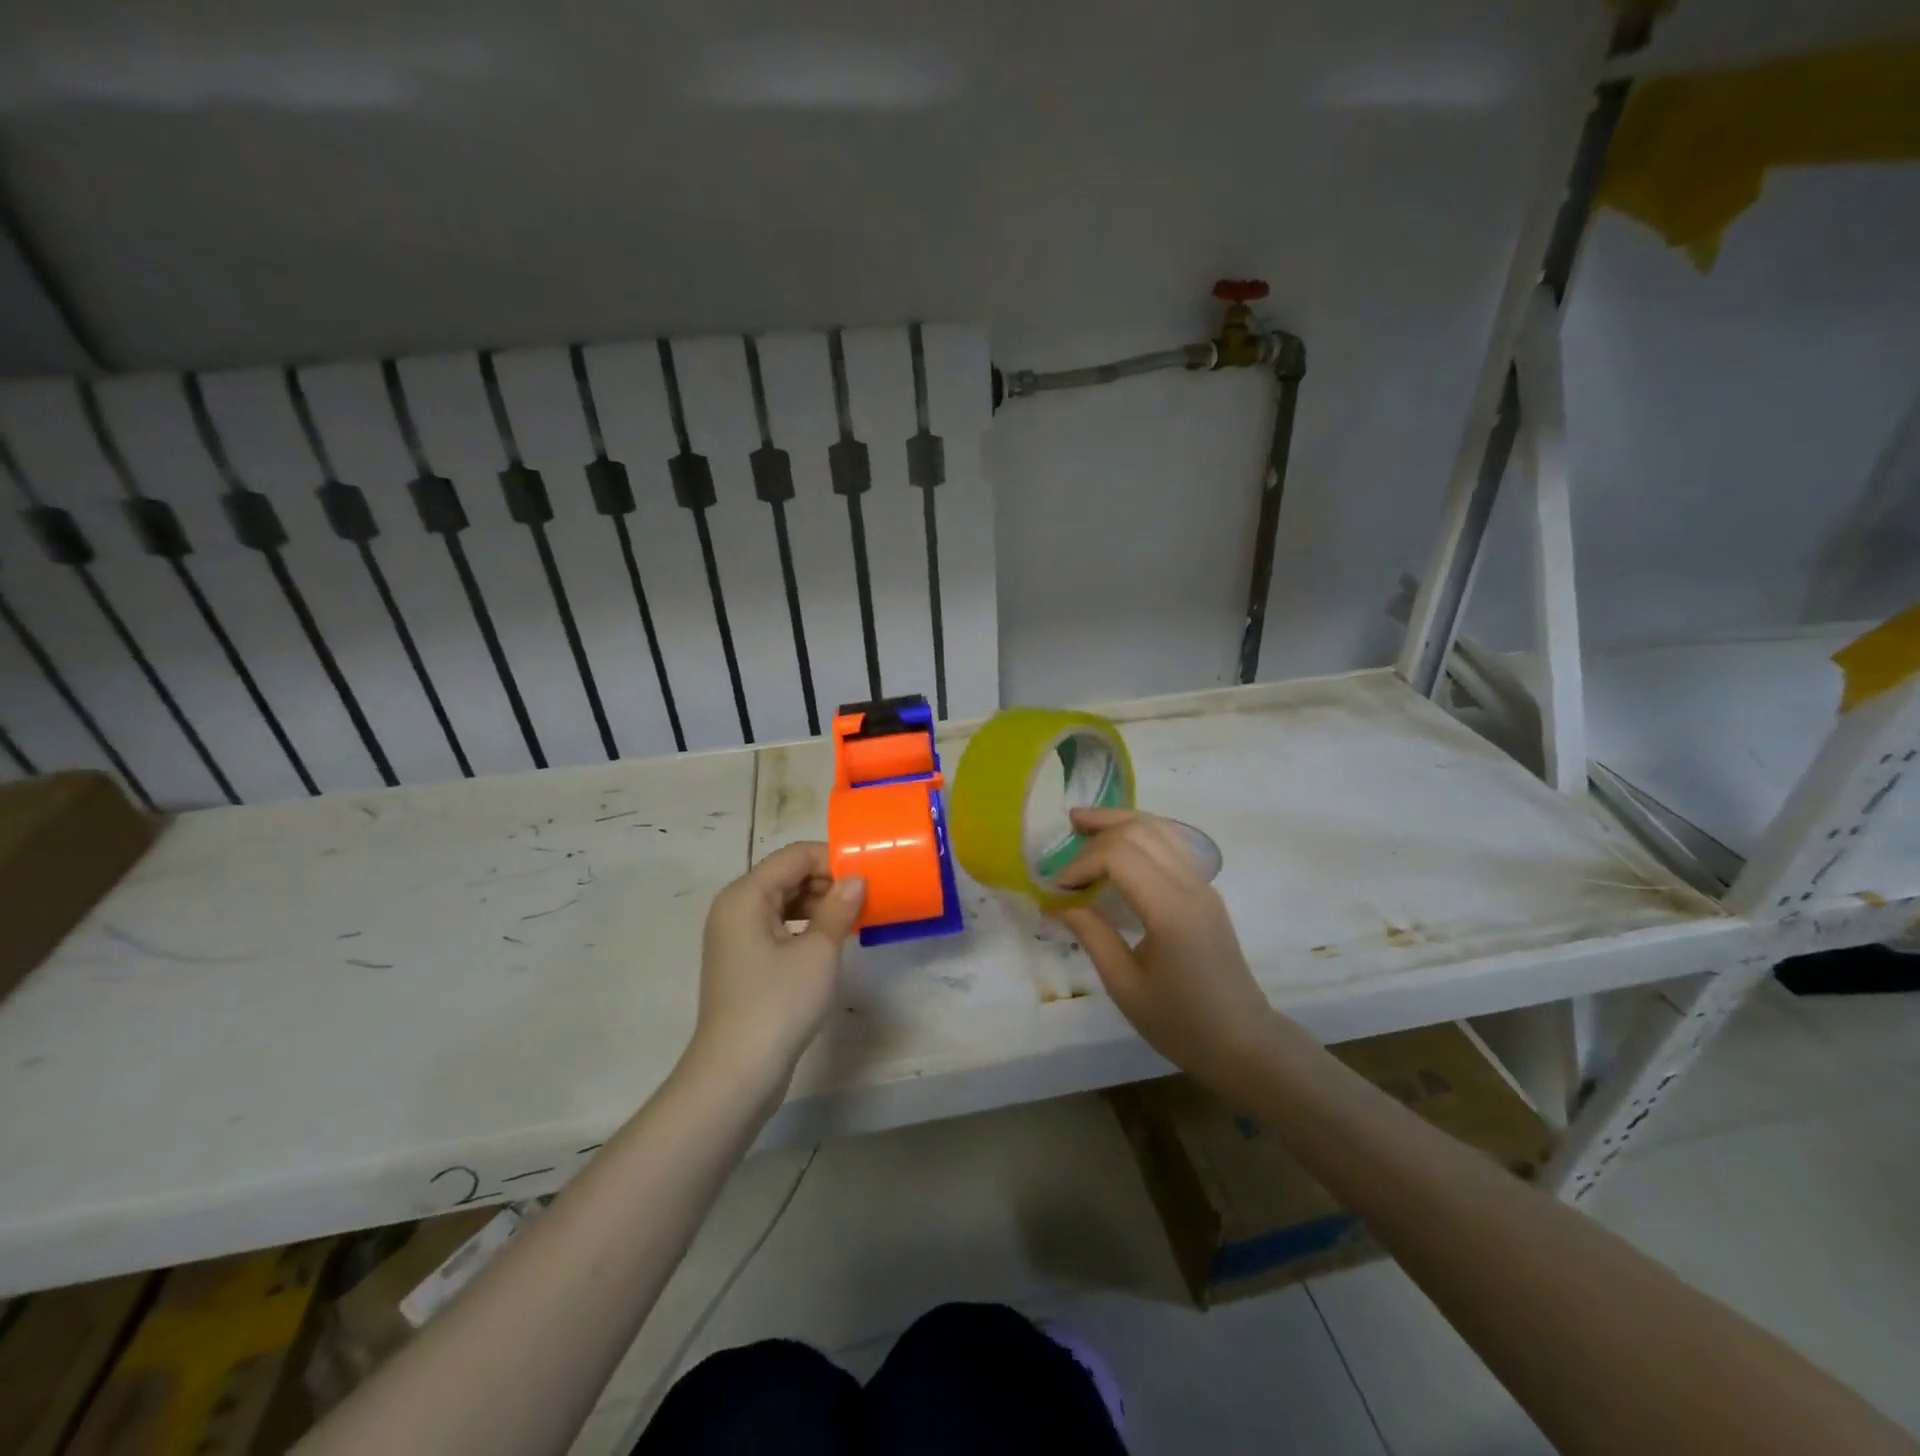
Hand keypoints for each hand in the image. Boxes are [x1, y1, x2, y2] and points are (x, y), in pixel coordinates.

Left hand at [685, 842, 864, 1098]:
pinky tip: (828, 942)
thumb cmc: (779, 1004)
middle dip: (827, 882)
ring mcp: (734, 936)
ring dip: (818, 905)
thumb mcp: (819, 952)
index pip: (795, 856)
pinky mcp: (742, 960)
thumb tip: (857, 879)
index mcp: (746, 895)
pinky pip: (776, 926)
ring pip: (782, 901)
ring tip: (852, 921)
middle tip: (865, 900)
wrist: (736, 1073)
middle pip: (786, 875)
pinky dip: (803, 926)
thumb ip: (839, 908)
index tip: (868, 877)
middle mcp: (734, 907)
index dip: (833, 859)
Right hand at [1055, 809, 1301, 1098]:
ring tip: (1085, 823)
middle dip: (1098, 829)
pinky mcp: (1205, 890)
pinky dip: (1140, 832)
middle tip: (1064, 836)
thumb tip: (1059, 904)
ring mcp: (1203, 884)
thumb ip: (1092, 936)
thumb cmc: (1180, 1023)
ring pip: (1159, 828)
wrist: (1242, 1041)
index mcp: (1170, 911)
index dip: (1081, 863)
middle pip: (1139, 830)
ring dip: (1120, 821)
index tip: (1058, 888)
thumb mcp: (1125, 986)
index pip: (1119, 856)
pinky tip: (1119, 842)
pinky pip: (1172, 842)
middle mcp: (1190, 886)